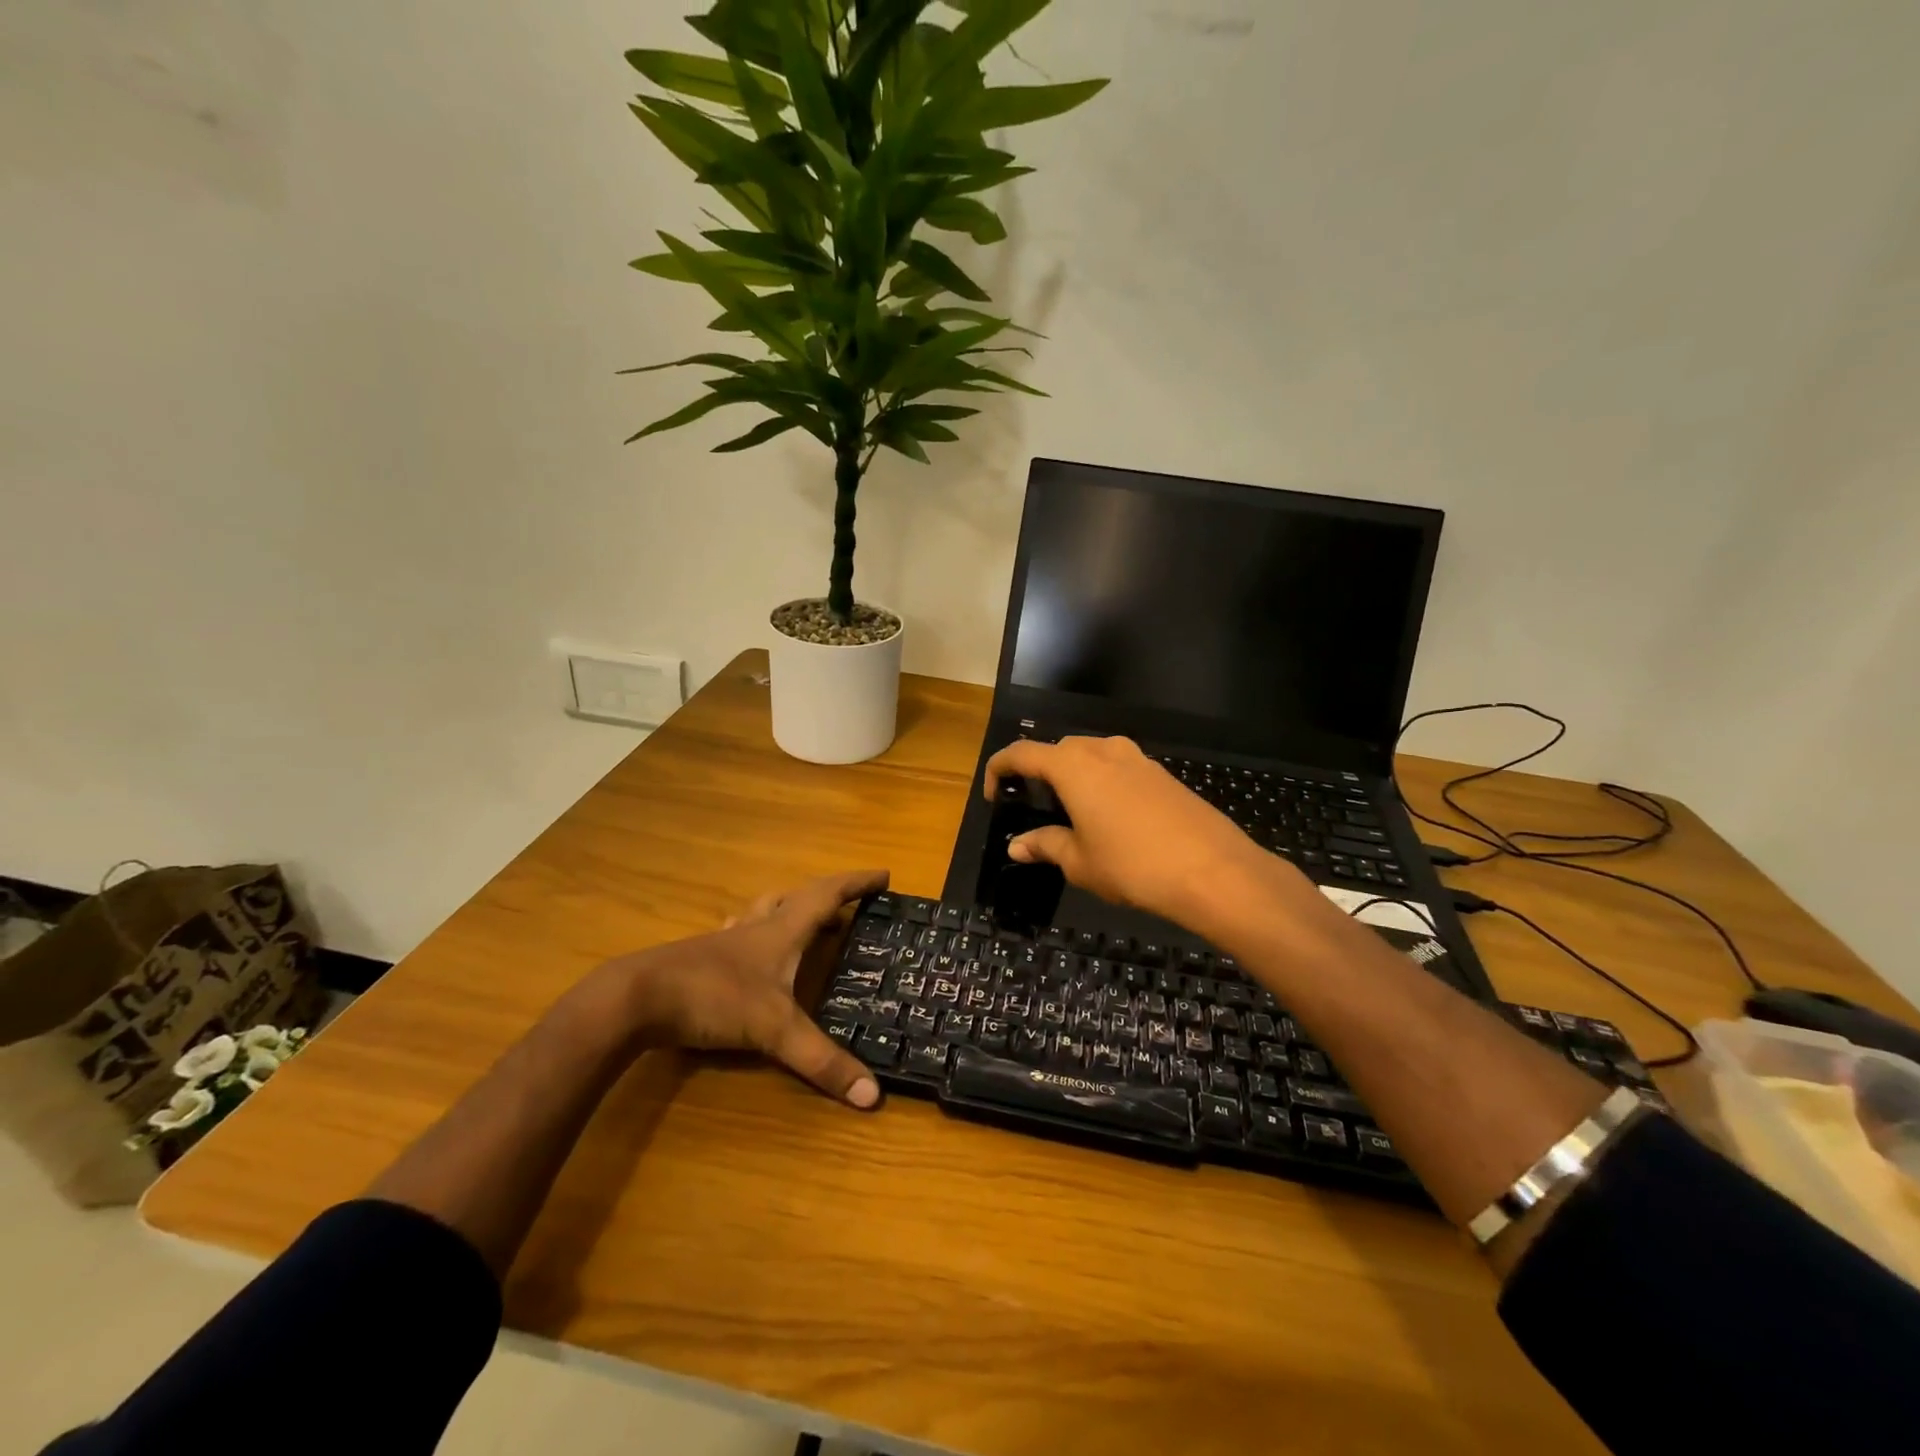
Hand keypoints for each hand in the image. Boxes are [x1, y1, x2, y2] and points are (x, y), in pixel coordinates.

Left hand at [619, 868, 887, 1108]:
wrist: (635, 999)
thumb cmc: (713, 997)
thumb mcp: (773, 1029)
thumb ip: (821, 1060)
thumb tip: (872, 1095)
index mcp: (781, 930)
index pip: (827, 895)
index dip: (857, 883)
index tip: (884, 875)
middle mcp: (755, 927)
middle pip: (796, 898)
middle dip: (827, 899)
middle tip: (848, 910)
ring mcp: (725, 942)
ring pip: (763, 912)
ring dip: (789, 911)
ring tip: (804, 924)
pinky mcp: (701, 959)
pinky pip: (738, 934)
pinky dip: (755, 934)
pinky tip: (749, 951)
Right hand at [983, 736, 1276, 923]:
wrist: (1213, 870)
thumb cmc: (1133, 865)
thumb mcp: (1079, 861)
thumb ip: (1045, 845)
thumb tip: (1017, 846)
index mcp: (1073, 766)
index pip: (1022, 753)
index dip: (999, 769)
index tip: (994, 795)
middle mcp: (1103, 750)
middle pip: (1058, 750)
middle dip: (1039, 773)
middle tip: (1034, 807)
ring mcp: (1137, 758)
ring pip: (1091, 757)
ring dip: (1074, 777)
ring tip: (1072, 814)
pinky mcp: (1162, 774)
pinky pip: (1119, 769)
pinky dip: (1103, 784)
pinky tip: (1111, 819)